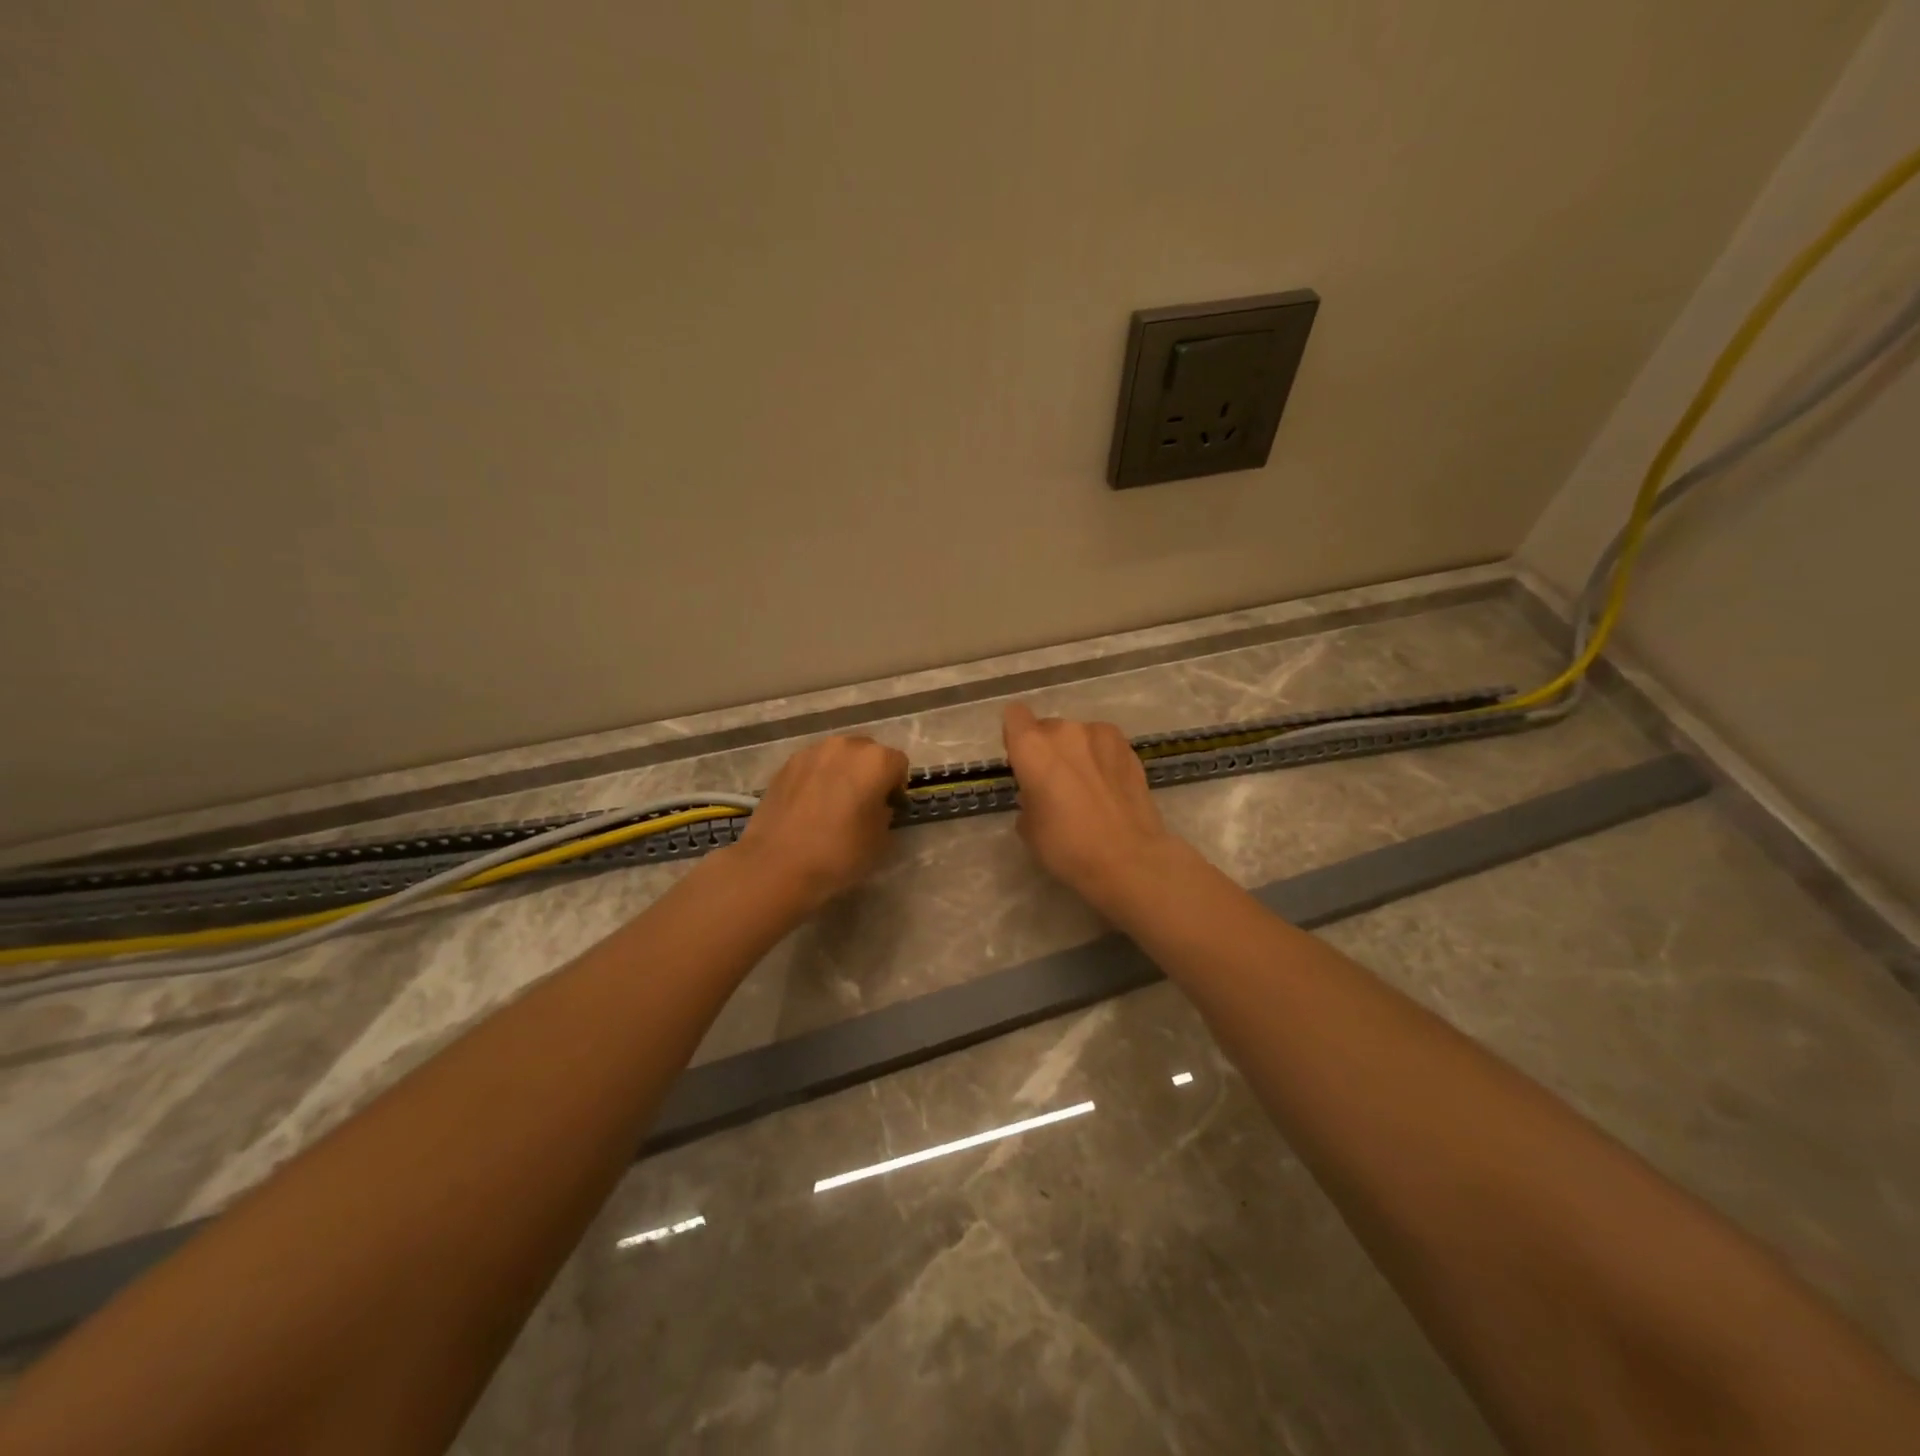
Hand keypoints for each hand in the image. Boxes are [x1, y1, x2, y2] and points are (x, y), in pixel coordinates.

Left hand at [731, 734, 908, 912]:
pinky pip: (814, 765)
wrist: (777, 864)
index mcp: (876, 760)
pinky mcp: (787, 764)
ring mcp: (812, 751)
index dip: (896, 787)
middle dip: (870, 773)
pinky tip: (810, 805)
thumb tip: (876, 804)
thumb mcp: (881, 839)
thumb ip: (885, 812)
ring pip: (839, 756)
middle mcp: (845, 746)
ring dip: (843, 772)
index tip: (888, 809)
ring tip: (833, 803)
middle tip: (863, 803)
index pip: (899, 764)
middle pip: (868, 752)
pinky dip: (818, 777)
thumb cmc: (839, 853)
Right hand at [1001, 703, 1184, 912]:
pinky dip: (1101, 758)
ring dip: (1077, 752)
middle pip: (1047, 728)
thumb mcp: (1028, 828)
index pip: (1014, 716)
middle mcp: (1064, 731)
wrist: (1128, 858)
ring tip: (1088, 786)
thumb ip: (1028, 797)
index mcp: (1032, 747)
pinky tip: (1110, 786)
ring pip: (1078, 736)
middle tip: (1056, 784)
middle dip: (1047, 750)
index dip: (1015, 737)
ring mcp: (1100, 735)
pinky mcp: (1128, 747)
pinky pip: (1104, 745)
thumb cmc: (1067, 846)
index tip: (1022, 762)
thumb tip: (1040, 794)